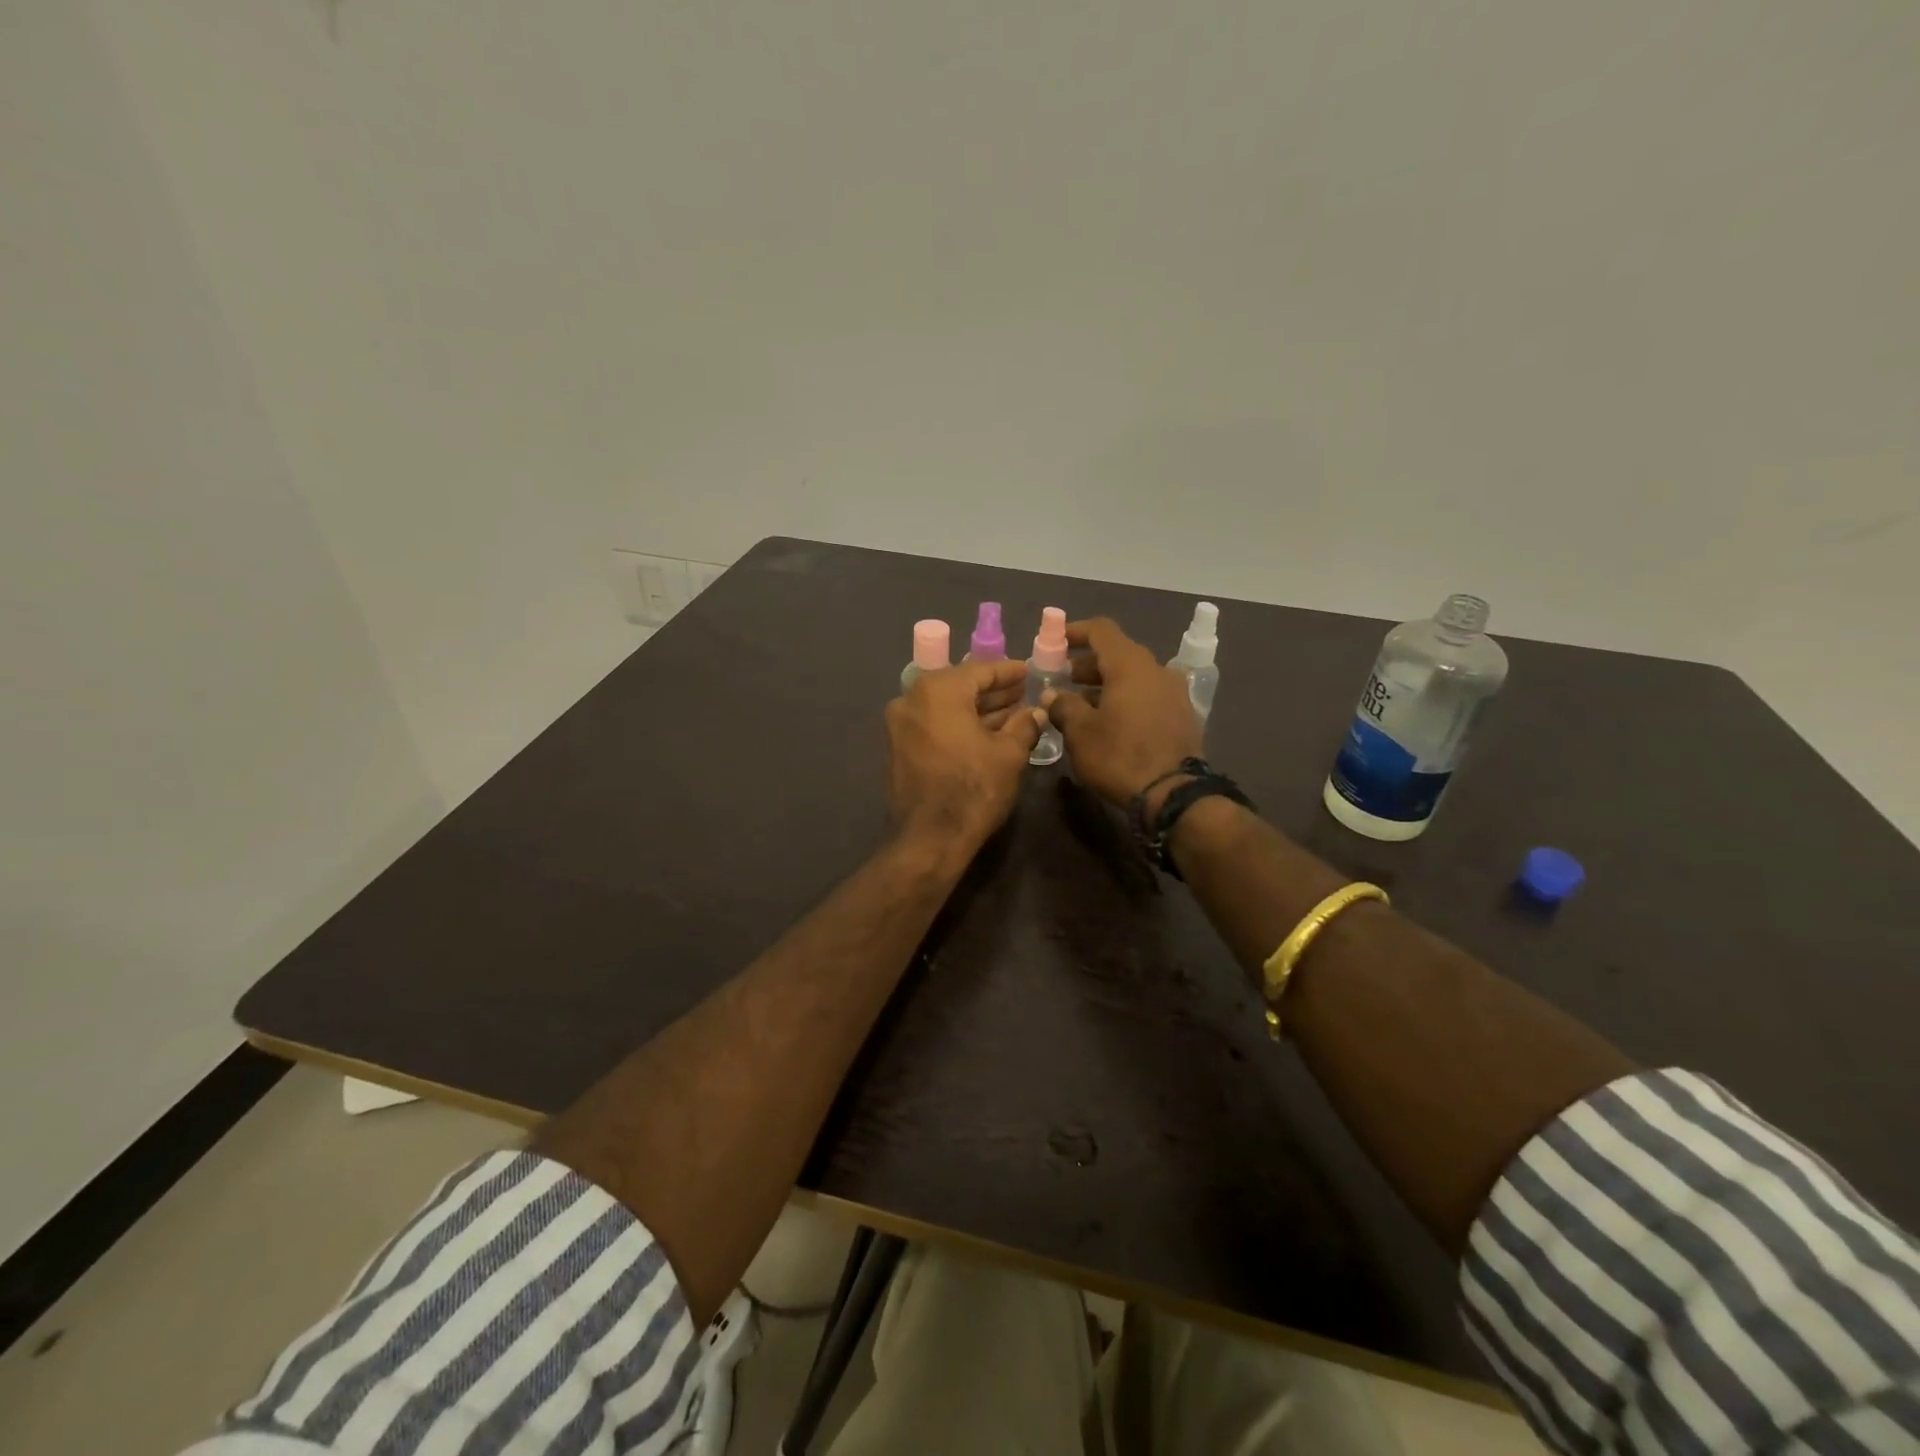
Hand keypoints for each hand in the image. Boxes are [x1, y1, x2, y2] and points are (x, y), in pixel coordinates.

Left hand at [887, 660, 1044, 850]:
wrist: (930, 838)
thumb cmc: (974, 788)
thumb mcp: (1009, 754)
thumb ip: (1024, 725)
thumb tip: (1036, 712)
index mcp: (938, 690)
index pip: (979, 670)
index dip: (1008, 672)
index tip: (1028, 671)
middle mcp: (912, 698)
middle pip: (960, 686)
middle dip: (993, 692)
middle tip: (1022, 693)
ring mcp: (900, 724)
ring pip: (946, 707)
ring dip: (977, 710)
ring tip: (1012, 715)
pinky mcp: (898, 748)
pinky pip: (934, 725)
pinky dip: (958, 725)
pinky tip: (986, 734)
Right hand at [1043, 618, 1201, 811]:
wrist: (1173, 795)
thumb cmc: (1120, 756)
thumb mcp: (1080, 732)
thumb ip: (1064, 706)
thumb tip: (1053, 696)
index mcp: (1130, 665)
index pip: (1102, 630)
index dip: (1075, 631)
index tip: (1055, 640)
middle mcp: (1157, 670)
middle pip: (1118, 654)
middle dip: (1087, 664)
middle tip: (1062, 679)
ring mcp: (1174, 693)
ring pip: (1134, 676)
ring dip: (1106, 684)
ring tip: (1080, 703)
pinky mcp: (1182, 716)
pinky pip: (1147, 695)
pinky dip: (1125, 698)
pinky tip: (1109, 721)